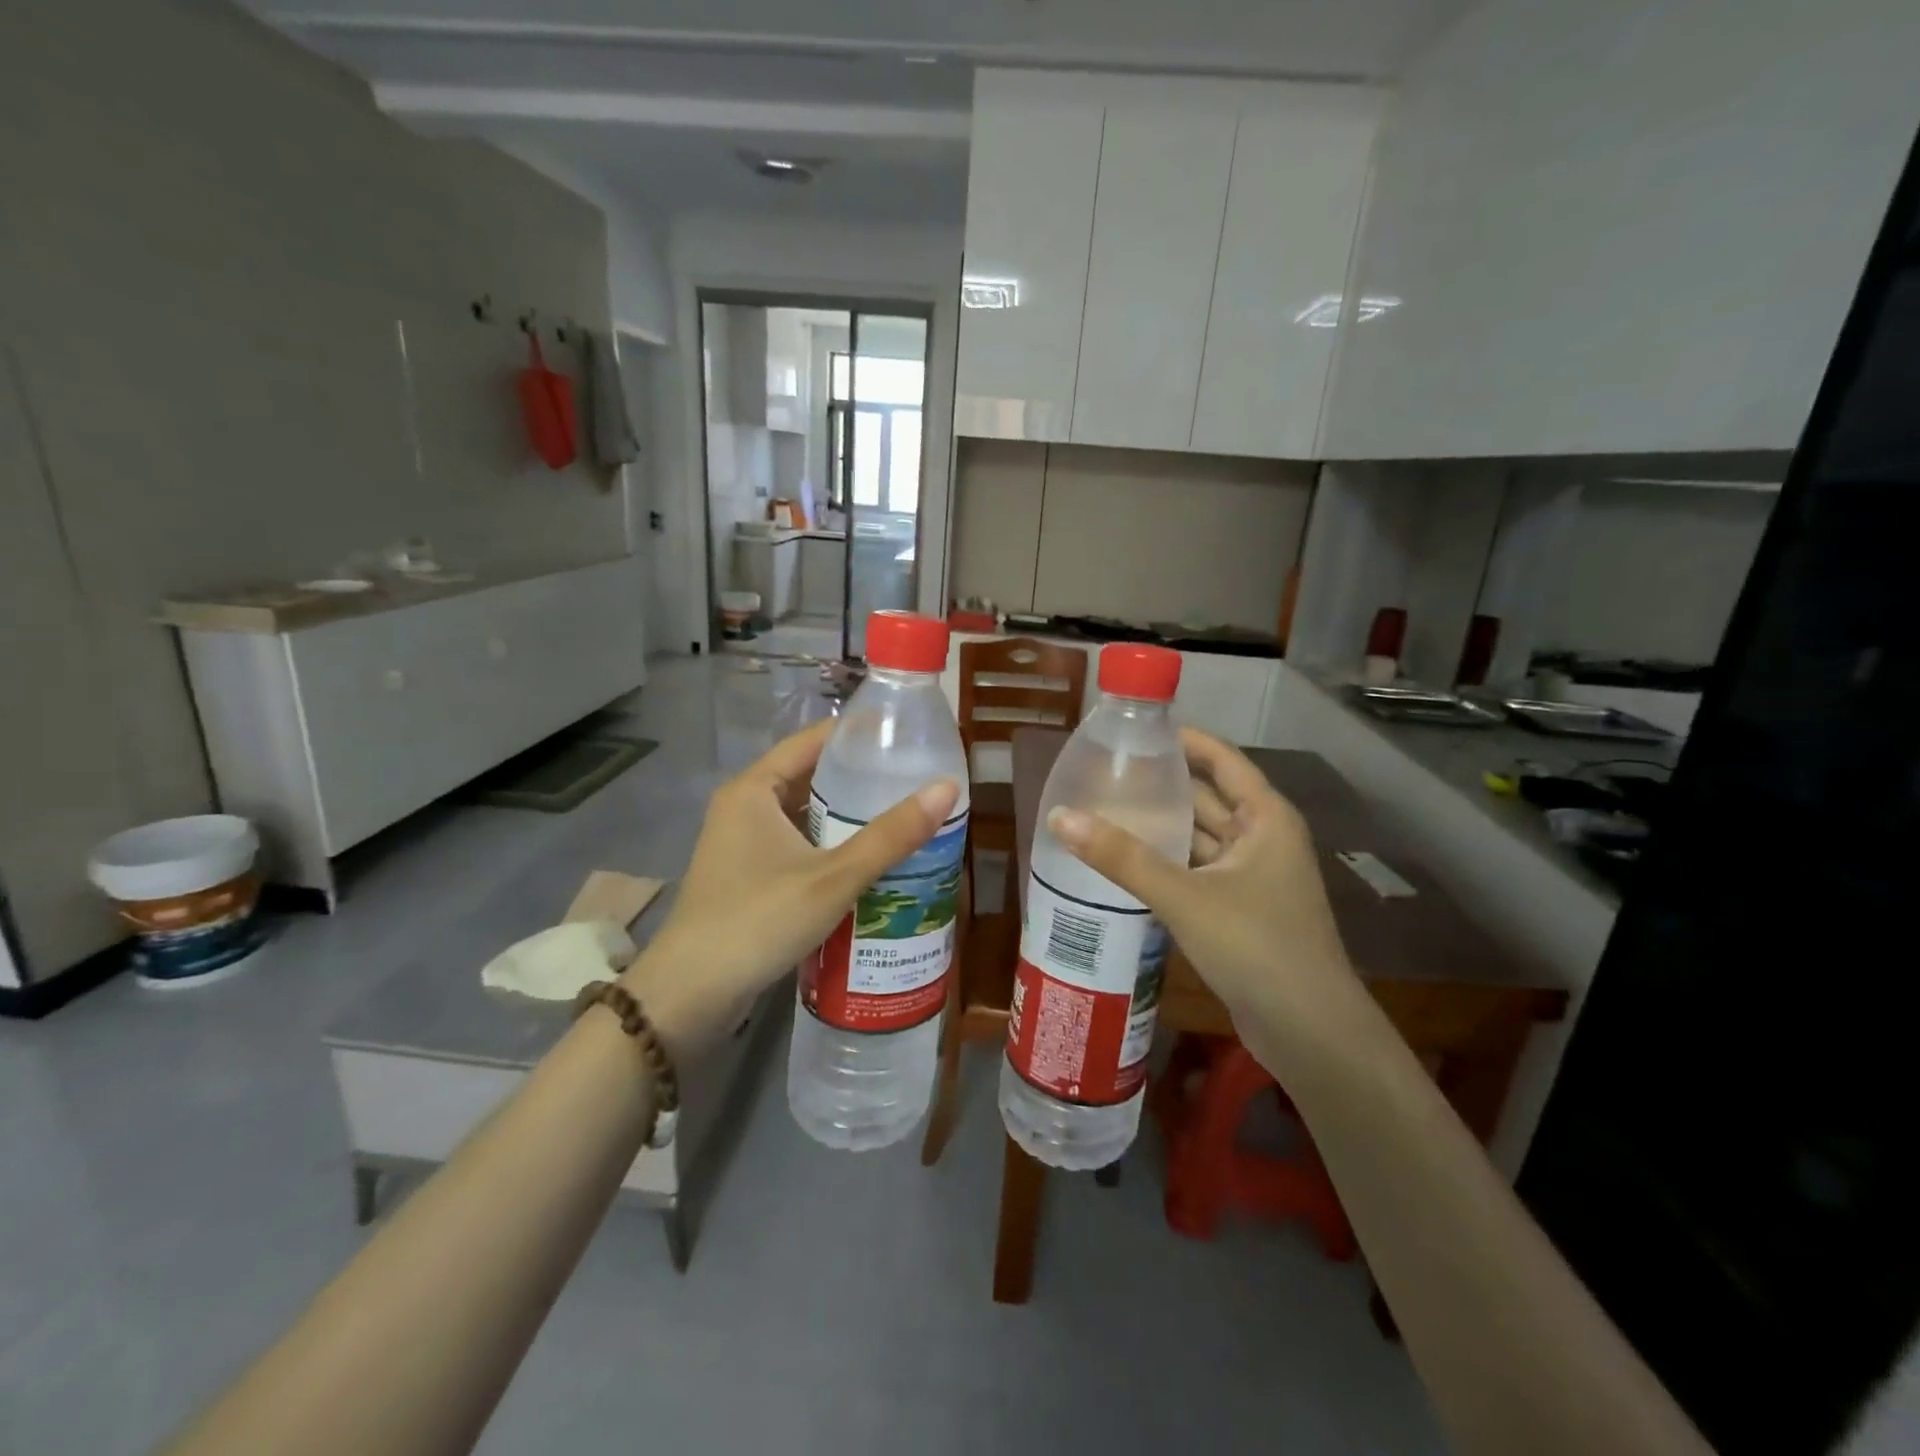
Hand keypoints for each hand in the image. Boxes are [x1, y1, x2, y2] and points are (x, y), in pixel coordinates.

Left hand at [622, 720, 959, 1054]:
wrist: (690, 997)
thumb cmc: (758, 922)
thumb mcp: (833, 877)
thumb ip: (891, 835)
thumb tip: (946, 789)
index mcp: (754, 789)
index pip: (813, 740)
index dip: (859, 733)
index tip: (907, 734)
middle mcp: (745, 807)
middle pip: (811, 777)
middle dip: (861, 778)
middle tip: (916, 779)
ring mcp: (743, 844)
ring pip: (806, 815)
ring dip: (849, 817)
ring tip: (904, 815)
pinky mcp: (748, 876)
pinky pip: (799, 846)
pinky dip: (832, 847)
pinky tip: (870, 861)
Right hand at [1047, 729, 1370, 1059]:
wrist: (1310, 1034)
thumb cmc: (1257, 947)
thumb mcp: (1185, 897)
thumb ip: (1122, 857)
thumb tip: (1060, 816)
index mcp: (1264, 818)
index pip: (1221, 758)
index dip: (1182, 739)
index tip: (1133, 730)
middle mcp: (1261, 839)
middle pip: (1206, 796)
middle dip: (1161, 783)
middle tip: (1105, 771)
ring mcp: (1252, 877)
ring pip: (1198, 838)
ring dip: (1160, 827)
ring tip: (1104, 810)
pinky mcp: (1239, 910)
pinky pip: (1196, 872)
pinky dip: (1165, 864)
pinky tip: (1125, 864)